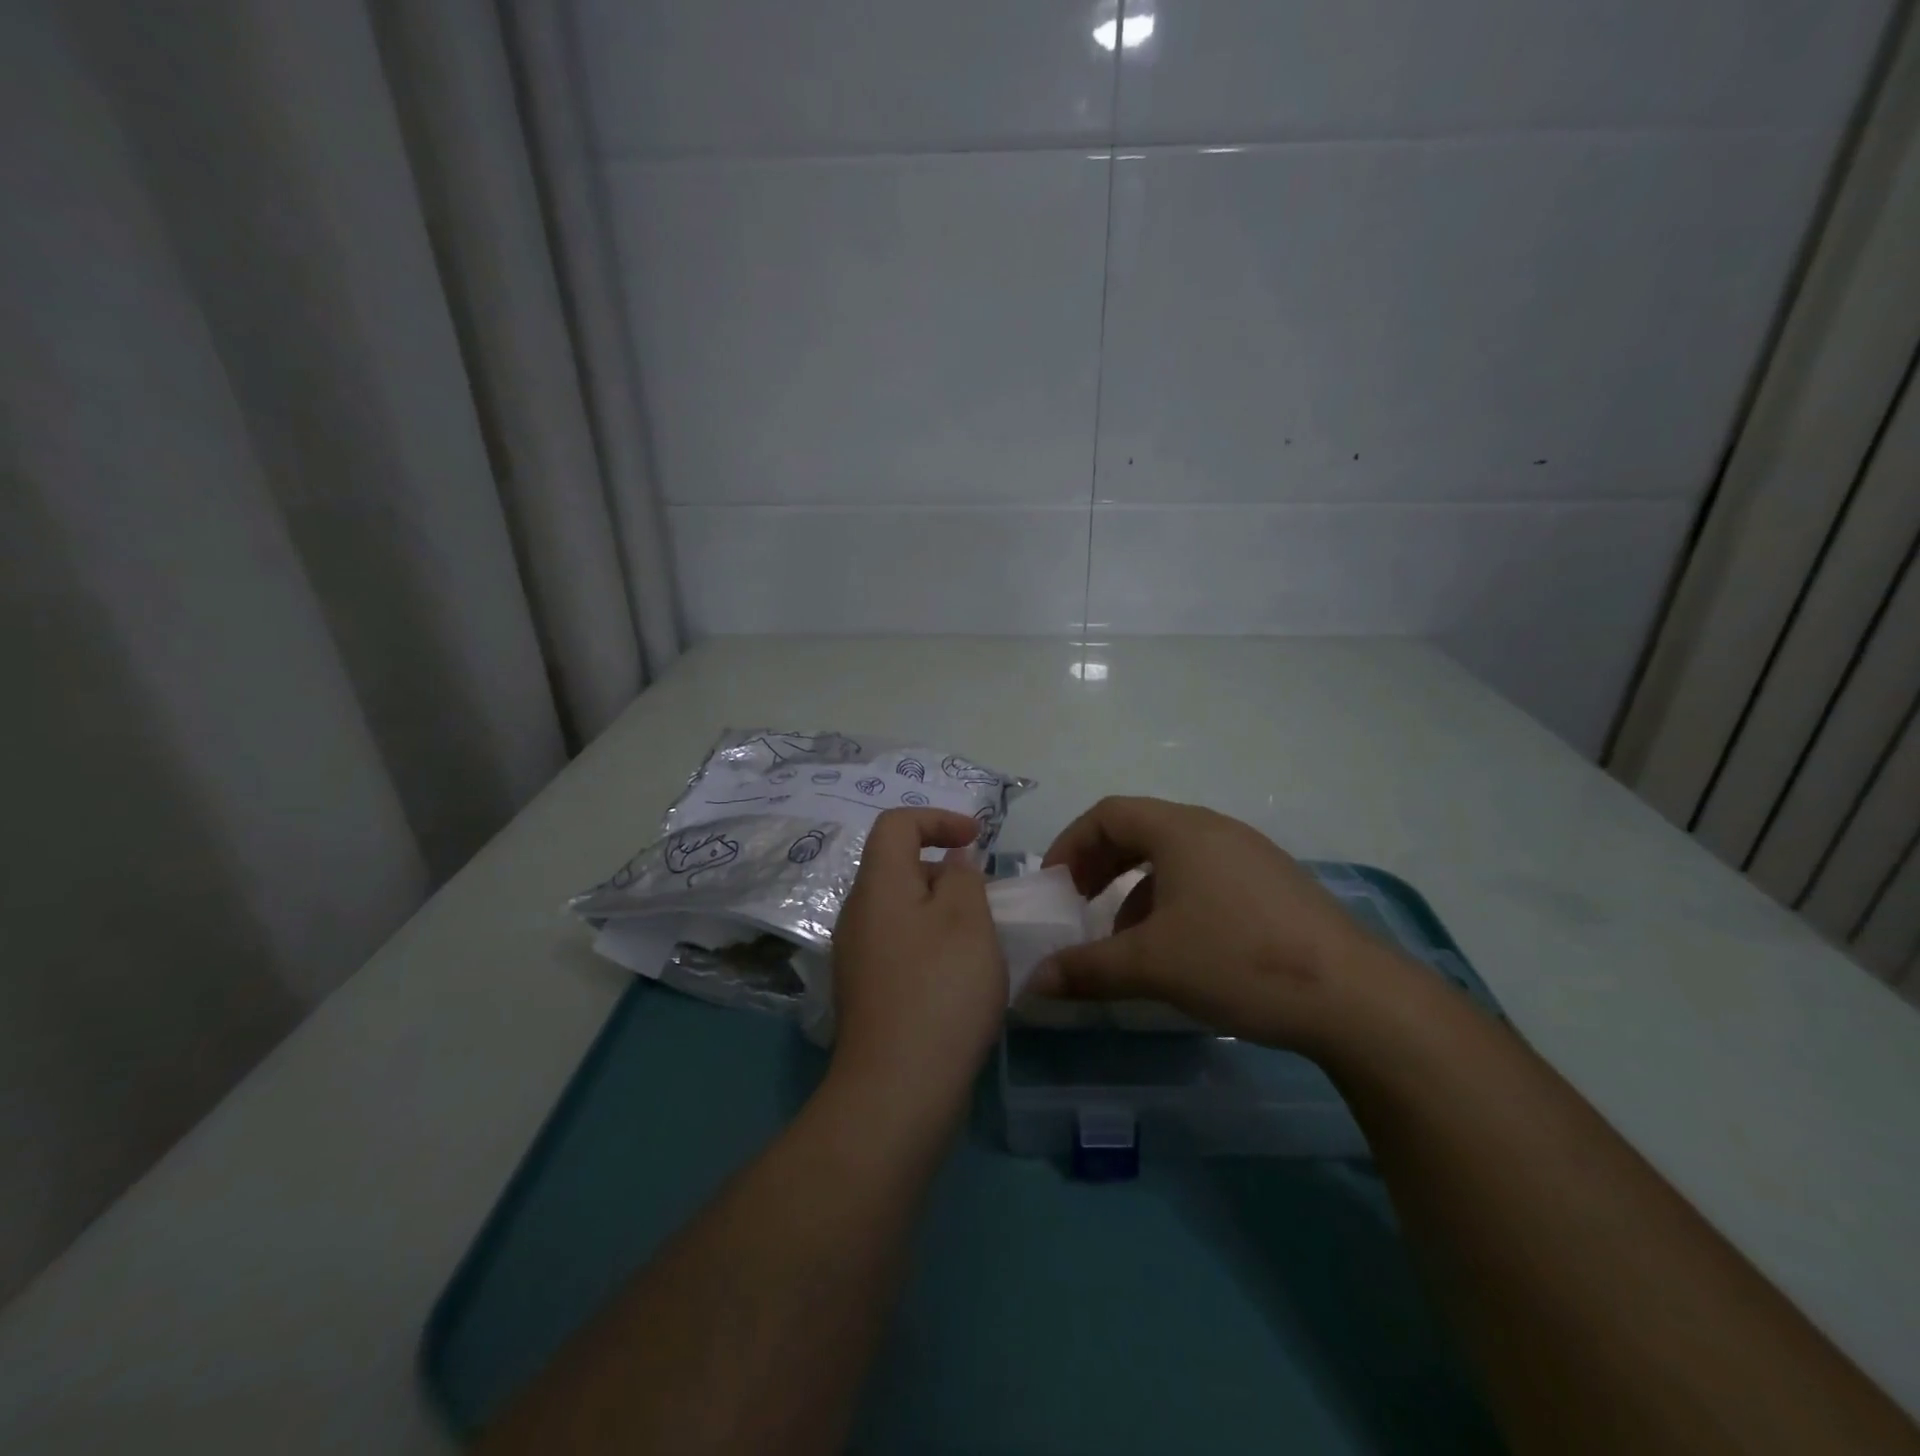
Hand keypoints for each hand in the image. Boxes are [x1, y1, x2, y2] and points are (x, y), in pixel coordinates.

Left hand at [831, 809, 1008, 1090]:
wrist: (897, 1090)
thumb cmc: (940, 990)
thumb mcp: (968, 919)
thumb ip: (964, 876)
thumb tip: (952, 862)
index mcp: (877, 886)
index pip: (896, 824)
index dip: (938, 819)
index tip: (978, 840)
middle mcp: (857, 914)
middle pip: (898, 867)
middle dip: (945, 870)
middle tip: (986, 897)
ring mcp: (857, 956)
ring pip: (902, 910)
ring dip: (942, 910)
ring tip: (981, 939)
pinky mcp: (867, 992)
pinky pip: (900, 945)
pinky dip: (931, 943)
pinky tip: (960, 977)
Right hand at [1032, 796, 1409, 1053]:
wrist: (1354, 997)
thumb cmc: (1237, 960)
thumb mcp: (1151, 965)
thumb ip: (1087, 969)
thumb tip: (1035, 981)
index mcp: (1181, 830)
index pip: (1108, 814)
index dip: (1071, 844)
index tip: (1053, 886)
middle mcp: (1214, 829)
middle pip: (1139, 830)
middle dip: (1100, 865)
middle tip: (1079, 903)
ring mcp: (1249, 855)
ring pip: (1174, 857)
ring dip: (1136, 888)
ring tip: (1126, 938)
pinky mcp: (1273, 885)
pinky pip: (1205, 876)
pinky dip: (1173, 900)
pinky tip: (1179, 948)